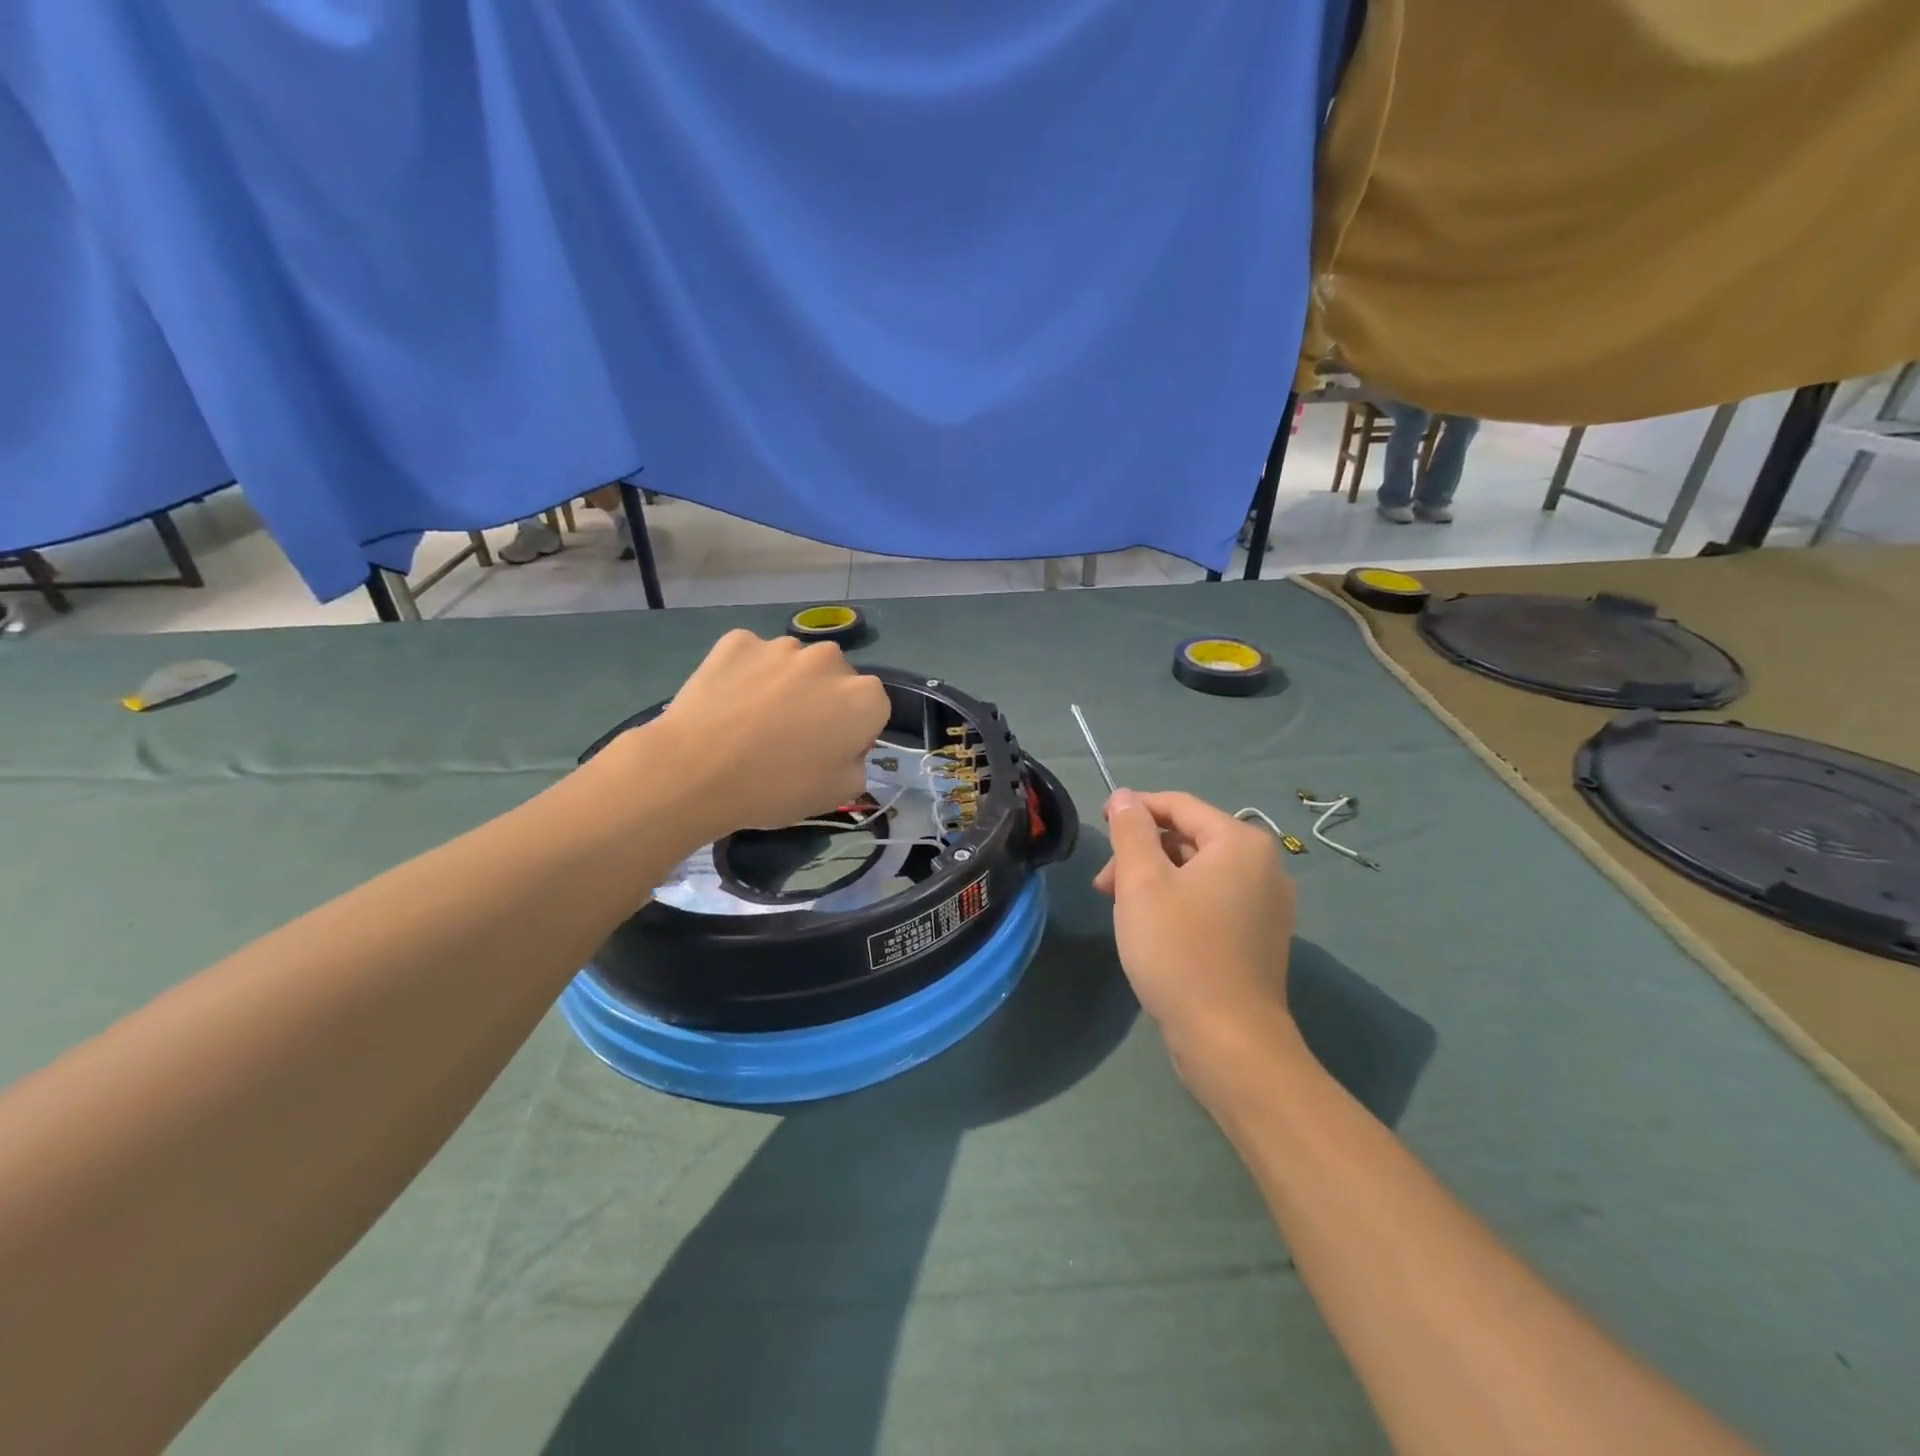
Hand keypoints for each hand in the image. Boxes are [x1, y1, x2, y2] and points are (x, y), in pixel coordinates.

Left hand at [641, 630, 890, 836]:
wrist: (693, 772)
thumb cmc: (774, 788)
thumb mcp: (837, 794)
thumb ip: (858, 765)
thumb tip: (846, 749)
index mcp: (863, 698)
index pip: (874, 709)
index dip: (854, 732)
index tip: (829, 753)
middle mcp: (830, 660)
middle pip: (836, 679)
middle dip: (823, 700)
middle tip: (791, 735)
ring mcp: (781, 646)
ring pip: (794, 664)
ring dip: (785, 684)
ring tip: (753, 719)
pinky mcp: (737, 641)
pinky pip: (752, 656)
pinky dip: (747, 673)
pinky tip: (728, 702)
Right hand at [1093, 789, 1299, 1074]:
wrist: (1229, 1041)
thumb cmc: (1179, 951)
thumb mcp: (1142, 882)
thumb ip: (1131, 831)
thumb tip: (1125, 797)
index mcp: (1240, 843)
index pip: (1179, 805)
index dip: (1135, 809)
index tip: (1099, 825)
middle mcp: (1264, 866)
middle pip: (1189, 839)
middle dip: (1141, 854)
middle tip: (1104, 886)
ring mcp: (1267, 905)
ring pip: (1198, 873)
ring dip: (1155, 880)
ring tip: (1122, 912)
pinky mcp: (1260, 938)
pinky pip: (1213, 901)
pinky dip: (1179, 903)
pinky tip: (1153, 931)